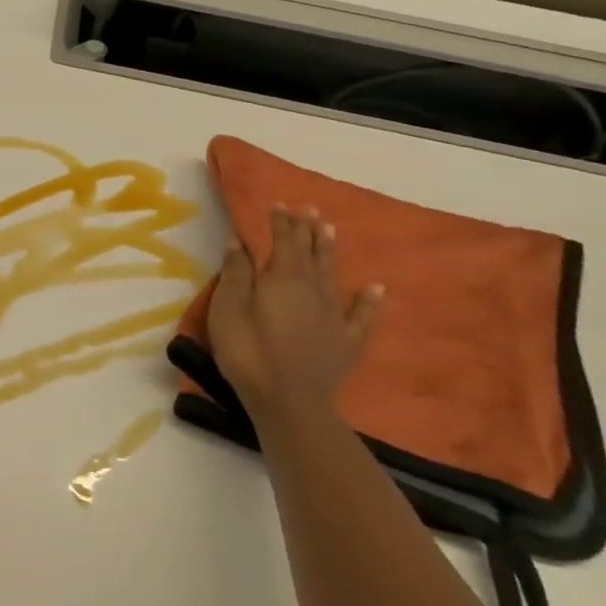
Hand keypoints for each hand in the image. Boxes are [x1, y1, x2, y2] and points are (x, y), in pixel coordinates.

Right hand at [207, 205, 382, 424]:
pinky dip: (370, 301)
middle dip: (306, 229)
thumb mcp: (228, 308)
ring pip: (332, 274)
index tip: (279, 203)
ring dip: (329, 251)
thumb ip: (236, 272)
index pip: (283, 240)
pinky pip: (362, 315)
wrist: (289, 401)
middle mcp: (313, 288)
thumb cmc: (248, 351)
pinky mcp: (346, 341)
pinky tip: (377, 289)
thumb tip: (239, 239)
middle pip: (310, 252)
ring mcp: (334, 315)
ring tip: (330, 230)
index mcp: (283, 277)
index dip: (281, 221)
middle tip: (308, 208)